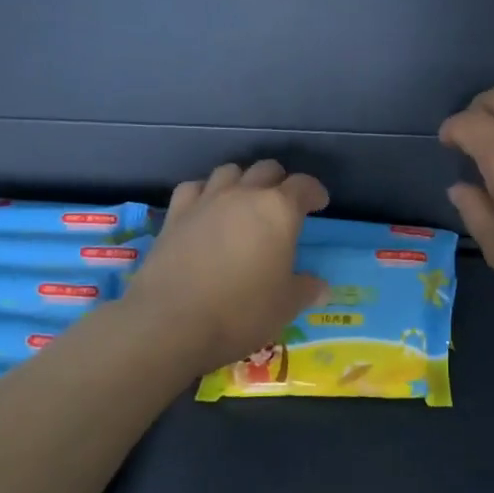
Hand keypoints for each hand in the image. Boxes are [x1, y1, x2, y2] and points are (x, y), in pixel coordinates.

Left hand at [121, 160, 331, 373]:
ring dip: (242, 182)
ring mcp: (206, 201)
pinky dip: (205, 192)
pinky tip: (206, 210)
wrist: (171, 323)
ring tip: (244, 203)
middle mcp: (243, 195)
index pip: (303, 185)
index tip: (318, 203)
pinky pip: (194, 188)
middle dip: (279, 182)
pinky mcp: (175, 214)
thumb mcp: (285, 306)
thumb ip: (306, 289)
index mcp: (278, 210)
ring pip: (229, 171)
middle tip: (283, 205)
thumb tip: (321, 287)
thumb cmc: (241, 312)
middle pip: (266, 169)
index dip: (314, 192)